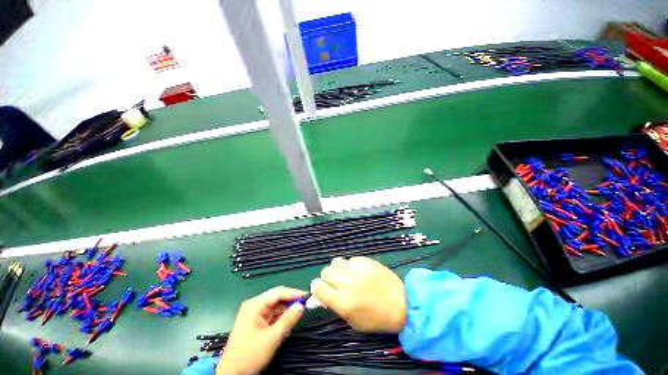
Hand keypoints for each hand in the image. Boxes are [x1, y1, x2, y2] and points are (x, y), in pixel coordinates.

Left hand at [216, 287, 305, 374]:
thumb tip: (301, 305)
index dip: (293, 293)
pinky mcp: (254, 322)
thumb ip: (288, 319)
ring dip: (285, 310)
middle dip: (290, 301)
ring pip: (274, 306)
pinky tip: (286, 324)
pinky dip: (279, 317)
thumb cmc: (250, 354)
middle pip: (276, 297)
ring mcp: (253, 313)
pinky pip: (271, 314)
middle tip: (304, 306)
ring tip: (297, 316)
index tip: (306, 297)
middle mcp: (254, 305)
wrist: (231, 374)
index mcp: (255, 305)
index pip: (278, 292)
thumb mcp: (272, 337)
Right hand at [312, 257, 406, 332]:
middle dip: (327, 278)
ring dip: (337, 269)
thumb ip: (334, 306)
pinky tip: (359, 272)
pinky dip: (351, 265)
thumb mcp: (353, 321)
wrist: (401, 304)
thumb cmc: (376, 318)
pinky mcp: (366, 261)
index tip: (320, 288)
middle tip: (336, 283)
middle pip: (325, 272)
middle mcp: (348, 284)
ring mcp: (358, 270)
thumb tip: (319, 295)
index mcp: (343, 303)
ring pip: (336, 262)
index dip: (316, 287)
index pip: (318, 288)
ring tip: (346, 275)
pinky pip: (350, 259)